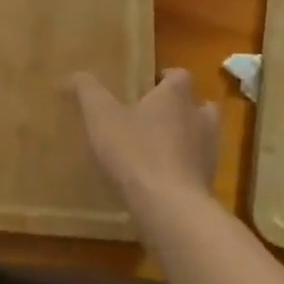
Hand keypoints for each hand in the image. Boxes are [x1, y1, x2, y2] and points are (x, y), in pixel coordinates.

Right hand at [71, 68, 219, 211]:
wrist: (171, 208)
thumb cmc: (136, 151)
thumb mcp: (101, 116)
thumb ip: (88, 91)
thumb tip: (74, 74)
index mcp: (176, 96)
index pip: (179, 75)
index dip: (165, 78)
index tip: (147, 86)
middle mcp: (200, 118)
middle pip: (200, 105)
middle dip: (182, 108)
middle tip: (156, 116)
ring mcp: (209, 152)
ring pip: (204, 136)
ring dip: (187, 138)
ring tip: (159, 148)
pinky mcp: (209, 183)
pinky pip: (199, 168)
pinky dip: (185, 168)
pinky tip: (163, 179)